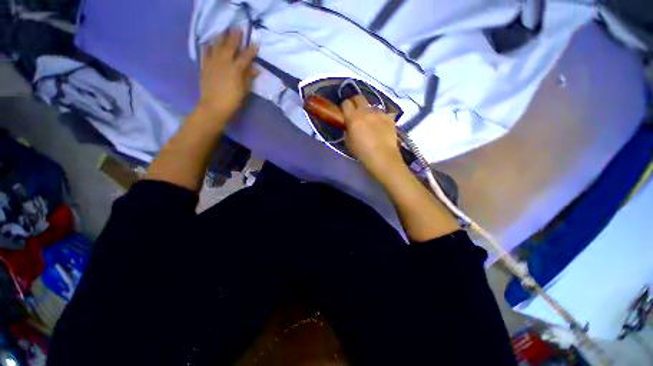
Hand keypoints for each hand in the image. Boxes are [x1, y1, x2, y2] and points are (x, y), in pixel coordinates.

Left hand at [195, 29, 258, 123]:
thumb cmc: (233, 100)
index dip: (251, 50)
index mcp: (236, 68)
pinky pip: (205, 52)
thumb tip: (256, 69)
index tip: (256, 45)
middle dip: (235, 37)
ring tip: (223, 32)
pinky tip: (209, 44)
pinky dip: (208, 47)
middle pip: (230, 45)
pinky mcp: (204, 66)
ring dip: (221, 38)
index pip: (245, 56)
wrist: (214, 106)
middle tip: (238, 29)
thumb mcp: (244, 90)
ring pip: (216, 45)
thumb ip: (249, 77)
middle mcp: (224, 61)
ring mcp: (212, 62)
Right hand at [341, 95, 402, 176]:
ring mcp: (379, 113)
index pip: (346, 103)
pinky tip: (380, 127)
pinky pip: (382, 113)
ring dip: (368, 111)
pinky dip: (379, 117)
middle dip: (355, 102)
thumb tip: (349, 126)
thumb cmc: (362, 152)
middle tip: (355, 113)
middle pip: (358, 97)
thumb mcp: (348, 142)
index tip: (345, 113)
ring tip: (370, 121)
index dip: (344, 107)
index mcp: (353, 117)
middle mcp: (366, 111)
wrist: (382, 156)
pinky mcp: (389, 117)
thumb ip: (347, 130)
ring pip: (371, 105)